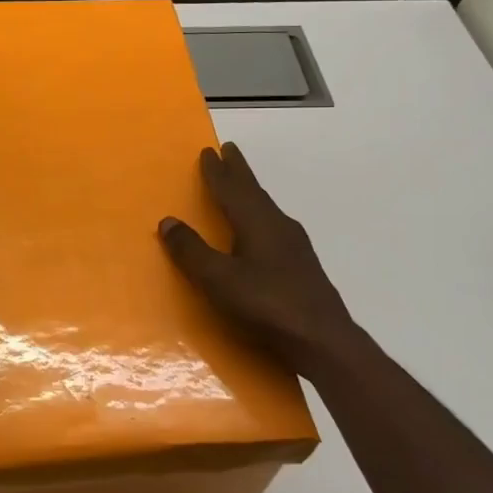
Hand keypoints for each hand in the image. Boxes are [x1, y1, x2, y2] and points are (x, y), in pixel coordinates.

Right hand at [158, 143, 359, 370]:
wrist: (323, 342)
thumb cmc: (266, 306)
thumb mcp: (218, 280)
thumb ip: (192, 251)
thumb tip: (168, 221)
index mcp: (258, 223)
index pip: (233, 189)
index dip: (218, 171)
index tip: (209, 151)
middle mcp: (279, 227)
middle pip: (254, 192)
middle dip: (239, 172)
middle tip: (230, 151)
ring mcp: (295, 247)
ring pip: (267, 209)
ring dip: (251, 194)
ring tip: (240, 188)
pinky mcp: (302, 267)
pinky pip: (275, 228)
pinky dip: (260, 217)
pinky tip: (262, 232)